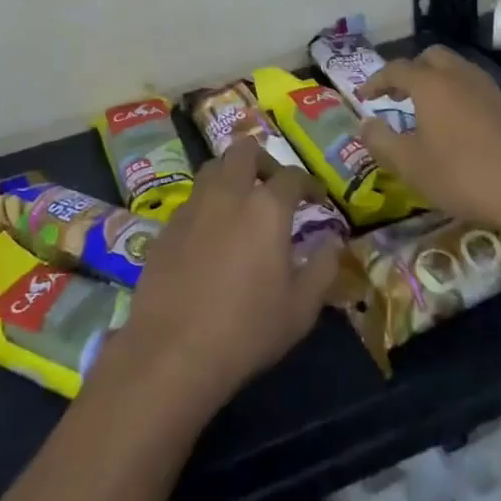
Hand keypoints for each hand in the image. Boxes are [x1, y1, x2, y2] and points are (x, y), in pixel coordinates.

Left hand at [107, 141, 340, 413]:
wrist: (172, 349)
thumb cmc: (247, 330)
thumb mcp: (301, 308)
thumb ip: (323, 268)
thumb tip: (333, 242)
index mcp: (266, 207)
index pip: (292, 176)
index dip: (309, 184)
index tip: (317, 199)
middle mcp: (228, 193)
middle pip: (244, 150)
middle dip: (264, 161)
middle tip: (273, 187)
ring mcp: (193, 206)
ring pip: (213, 167)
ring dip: (231, 175)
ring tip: (241, 203)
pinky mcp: (167, 225)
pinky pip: (192, 199)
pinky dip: (207, 204)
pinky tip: (211, 234)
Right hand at [357, 46, 500, 234]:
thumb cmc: (463, 175)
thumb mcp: (410, 166)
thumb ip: (381, 142)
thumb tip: (366, 124)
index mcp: (431, 84)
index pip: (396, 69)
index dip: (375, 80)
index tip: (363, 97)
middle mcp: (460, 77)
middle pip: (431, 57)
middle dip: (410, 71)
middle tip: (398, 95)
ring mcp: (491, 90)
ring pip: (457, 71)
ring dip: (437, 83)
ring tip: (427, 112)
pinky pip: (476, 90)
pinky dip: (459, 97)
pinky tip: (460, 129)